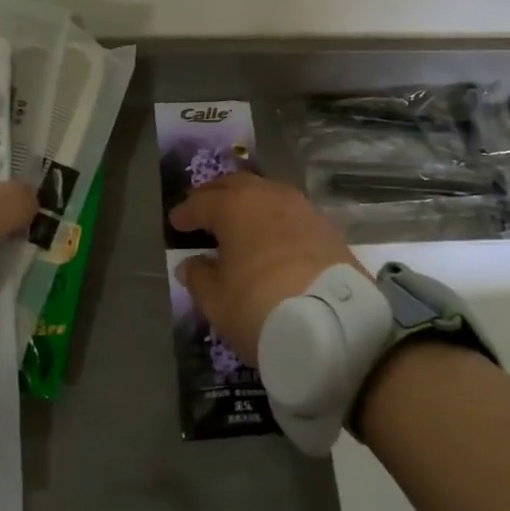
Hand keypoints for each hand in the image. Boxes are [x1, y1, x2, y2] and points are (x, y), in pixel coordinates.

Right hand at [168, 175, 362, 366]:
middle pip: (236, 185)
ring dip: (249, 203)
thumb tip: (191, 264)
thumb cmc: (259, 307)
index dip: (185, 213)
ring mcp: (302, 209)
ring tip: (238, 219)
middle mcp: (268, 197)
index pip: (201, 203)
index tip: (175, 222)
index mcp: (234, 207)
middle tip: (203, 207)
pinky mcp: (327, 229)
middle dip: (216, 194)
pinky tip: (272, 235)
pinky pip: (291, 213)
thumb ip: (198, 277)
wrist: (334, 325)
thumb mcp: (216, 300)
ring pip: (267, 194)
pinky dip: (275, 219)